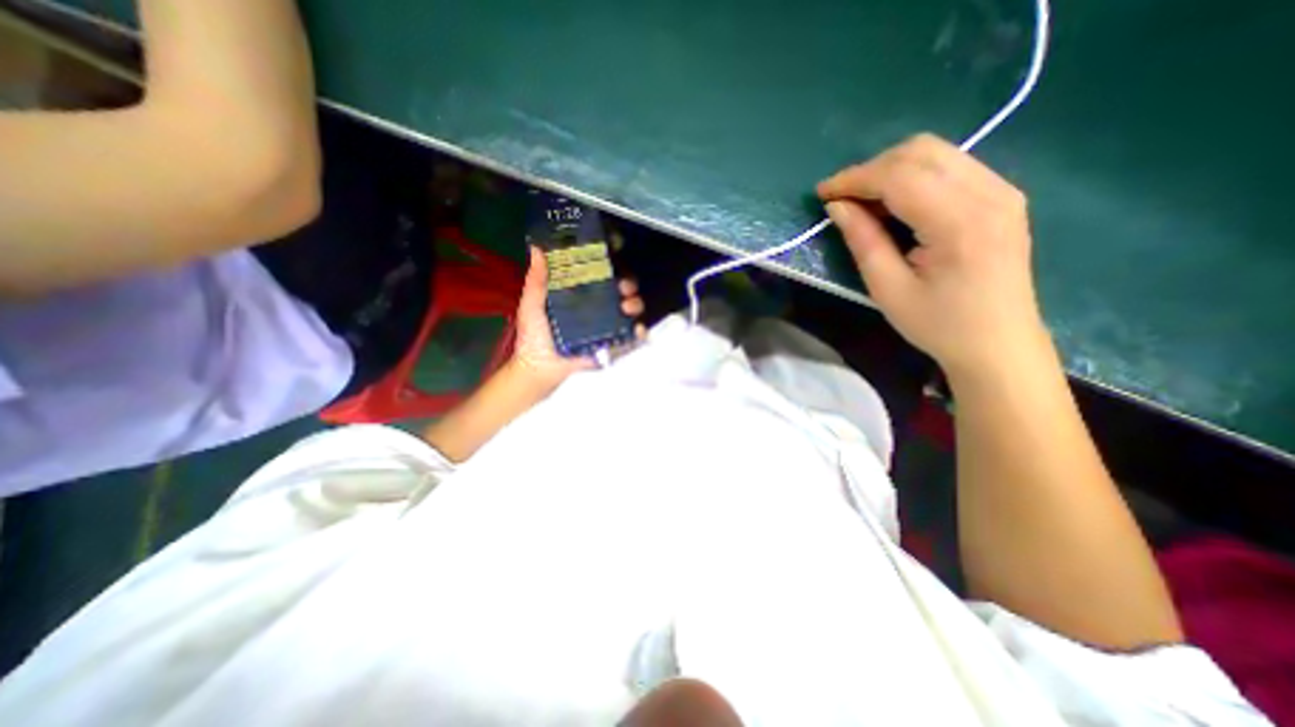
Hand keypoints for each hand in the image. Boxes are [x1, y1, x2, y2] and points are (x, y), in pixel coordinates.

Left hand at [509, 244, 643, 393]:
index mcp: (581, 294)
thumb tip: (536, 249)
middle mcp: (597, 307)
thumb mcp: (532, 305)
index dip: (613, 262)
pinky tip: (637, 329)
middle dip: (628, 283)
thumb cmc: (534, 337)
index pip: (601, 273)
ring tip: (626, 306)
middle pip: (621, 289)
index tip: (617, 252)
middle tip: (623, 286)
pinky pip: (631, 337)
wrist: (539, 368)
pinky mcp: (612, 344)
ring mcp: (607, 326)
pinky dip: (640, 332)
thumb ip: (536, 281)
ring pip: (631, 309)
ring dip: (635, 304)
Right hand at [825, 135, 1043, 379]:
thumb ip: (863, 241)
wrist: (998, 343)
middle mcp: (989, 193)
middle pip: (921, 152)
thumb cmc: (938, 324)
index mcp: (959, 222)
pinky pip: (950, 166)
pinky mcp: (1002, 196)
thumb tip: (837, 206)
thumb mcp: (887, 289)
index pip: (900, 176)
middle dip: (871, 169)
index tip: (822, 192)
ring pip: (936, 153)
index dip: (855, 179)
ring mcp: (1002, 190)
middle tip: (842, 200)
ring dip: (891, 170)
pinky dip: (913, 177)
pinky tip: (895, 204)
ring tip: (864, 203)